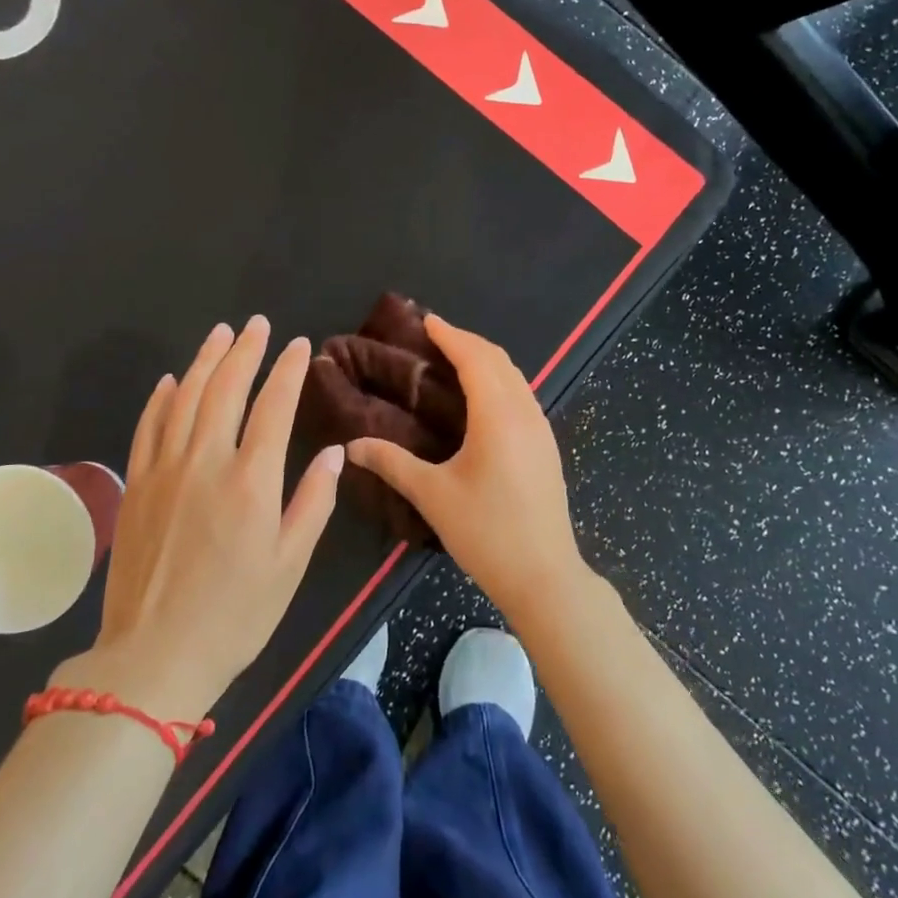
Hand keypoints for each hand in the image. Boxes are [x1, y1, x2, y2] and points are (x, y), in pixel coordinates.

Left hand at [57, 317, 343, 718]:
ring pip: (185, 398)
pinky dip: (161, 398)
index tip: (300, 345)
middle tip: (257, 325)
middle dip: (245, 350)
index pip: (274, 406)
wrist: (154, 656)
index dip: (288, 370)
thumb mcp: (290, 564)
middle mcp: (206, 462)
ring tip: (220, 333)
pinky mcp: (136, 485)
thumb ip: (314, 501)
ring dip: (204, 361)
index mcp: (251, 481)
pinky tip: (172, 380)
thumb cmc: (235, 614)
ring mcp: (164, 470)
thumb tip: (335, 452)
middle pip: (225, 389)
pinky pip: (148, 427)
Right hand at [346, 315, 589, 630]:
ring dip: (486, 360)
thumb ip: (392, 463)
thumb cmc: (486, 533)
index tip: (426, 320)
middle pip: (498, 360)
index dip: (450, 335)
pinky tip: (482, 399)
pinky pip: (522, 395)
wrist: (545, 577)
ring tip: (455, 359)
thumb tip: (351, 447)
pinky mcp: (547, 446)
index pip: (474, 358)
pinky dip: (500, 381)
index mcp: (497, 415)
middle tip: (434, 337)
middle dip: (467, 341)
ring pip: (515, 377)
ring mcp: (541, 429)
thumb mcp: (433, 496)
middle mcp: (524, 412)